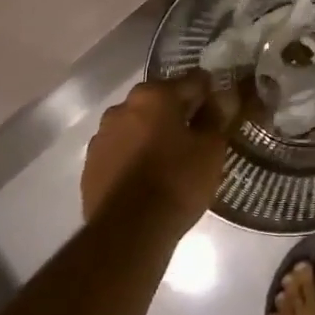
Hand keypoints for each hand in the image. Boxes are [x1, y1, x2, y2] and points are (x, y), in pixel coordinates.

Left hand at [82, 73, 232, 228]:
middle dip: (178, 114)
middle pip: (160, 102)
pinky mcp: (90, 165)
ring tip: (171, 160)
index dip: (210, 94)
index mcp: (153, 95)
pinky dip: (135, 156)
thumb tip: (224, 96)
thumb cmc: (177, 181)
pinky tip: (148, 178)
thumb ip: (217, 116)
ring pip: (137, 126)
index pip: (192, 81)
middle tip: (198, 137)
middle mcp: (122, 107)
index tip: (221, 109)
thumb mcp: (210, 149)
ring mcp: (101, 136)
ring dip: (153, 134)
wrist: (128, 232)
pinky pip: (121, 151)